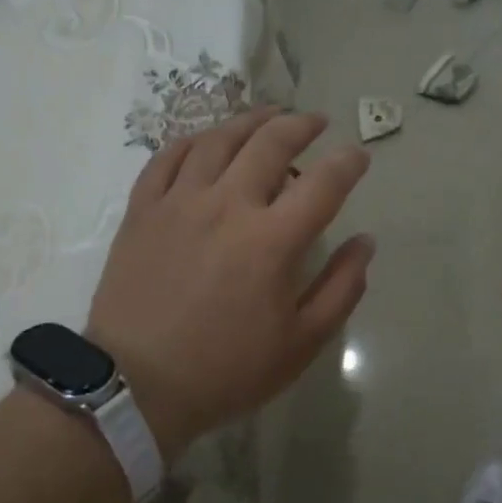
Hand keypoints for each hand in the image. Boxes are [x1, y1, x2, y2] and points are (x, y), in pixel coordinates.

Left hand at [86, 108, 373, 456]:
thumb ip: (342, 287)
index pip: (324, 182)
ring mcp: (180, 202)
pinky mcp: (143, 210)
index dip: (348, 162)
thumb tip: (366, 242)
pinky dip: (194, 140)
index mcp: (273, 240)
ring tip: (269, 116)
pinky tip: (208, 140)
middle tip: (315, 122)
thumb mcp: (302, 342)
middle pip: (271, 143)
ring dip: (251, 120)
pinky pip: (168, 157)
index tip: (359, 155)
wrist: (135, 387)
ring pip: (219, 139)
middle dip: (301, 125)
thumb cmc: (227, 370)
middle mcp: (228, 205)